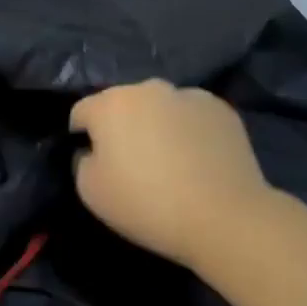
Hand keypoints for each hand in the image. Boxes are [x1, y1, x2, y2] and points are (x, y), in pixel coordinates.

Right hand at [70, 80, 273, 270]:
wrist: (225, 218)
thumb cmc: (147, 204)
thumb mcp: (90, 192)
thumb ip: (81, 162)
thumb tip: (93, 151)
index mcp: (110, 103)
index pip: (82, 112)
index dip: (82, 137)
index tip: (94, 162)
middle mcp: (147, 88)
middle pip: (122, 104)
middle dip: (121, 126)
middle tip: (132, 163)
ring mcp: (187, 94)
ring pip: (159, 106)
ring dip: (156, 124)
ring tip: (170, 161)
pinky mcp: (220, 109)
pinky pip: (192, 115)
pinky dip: (189, 130)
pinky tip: (198, 160)